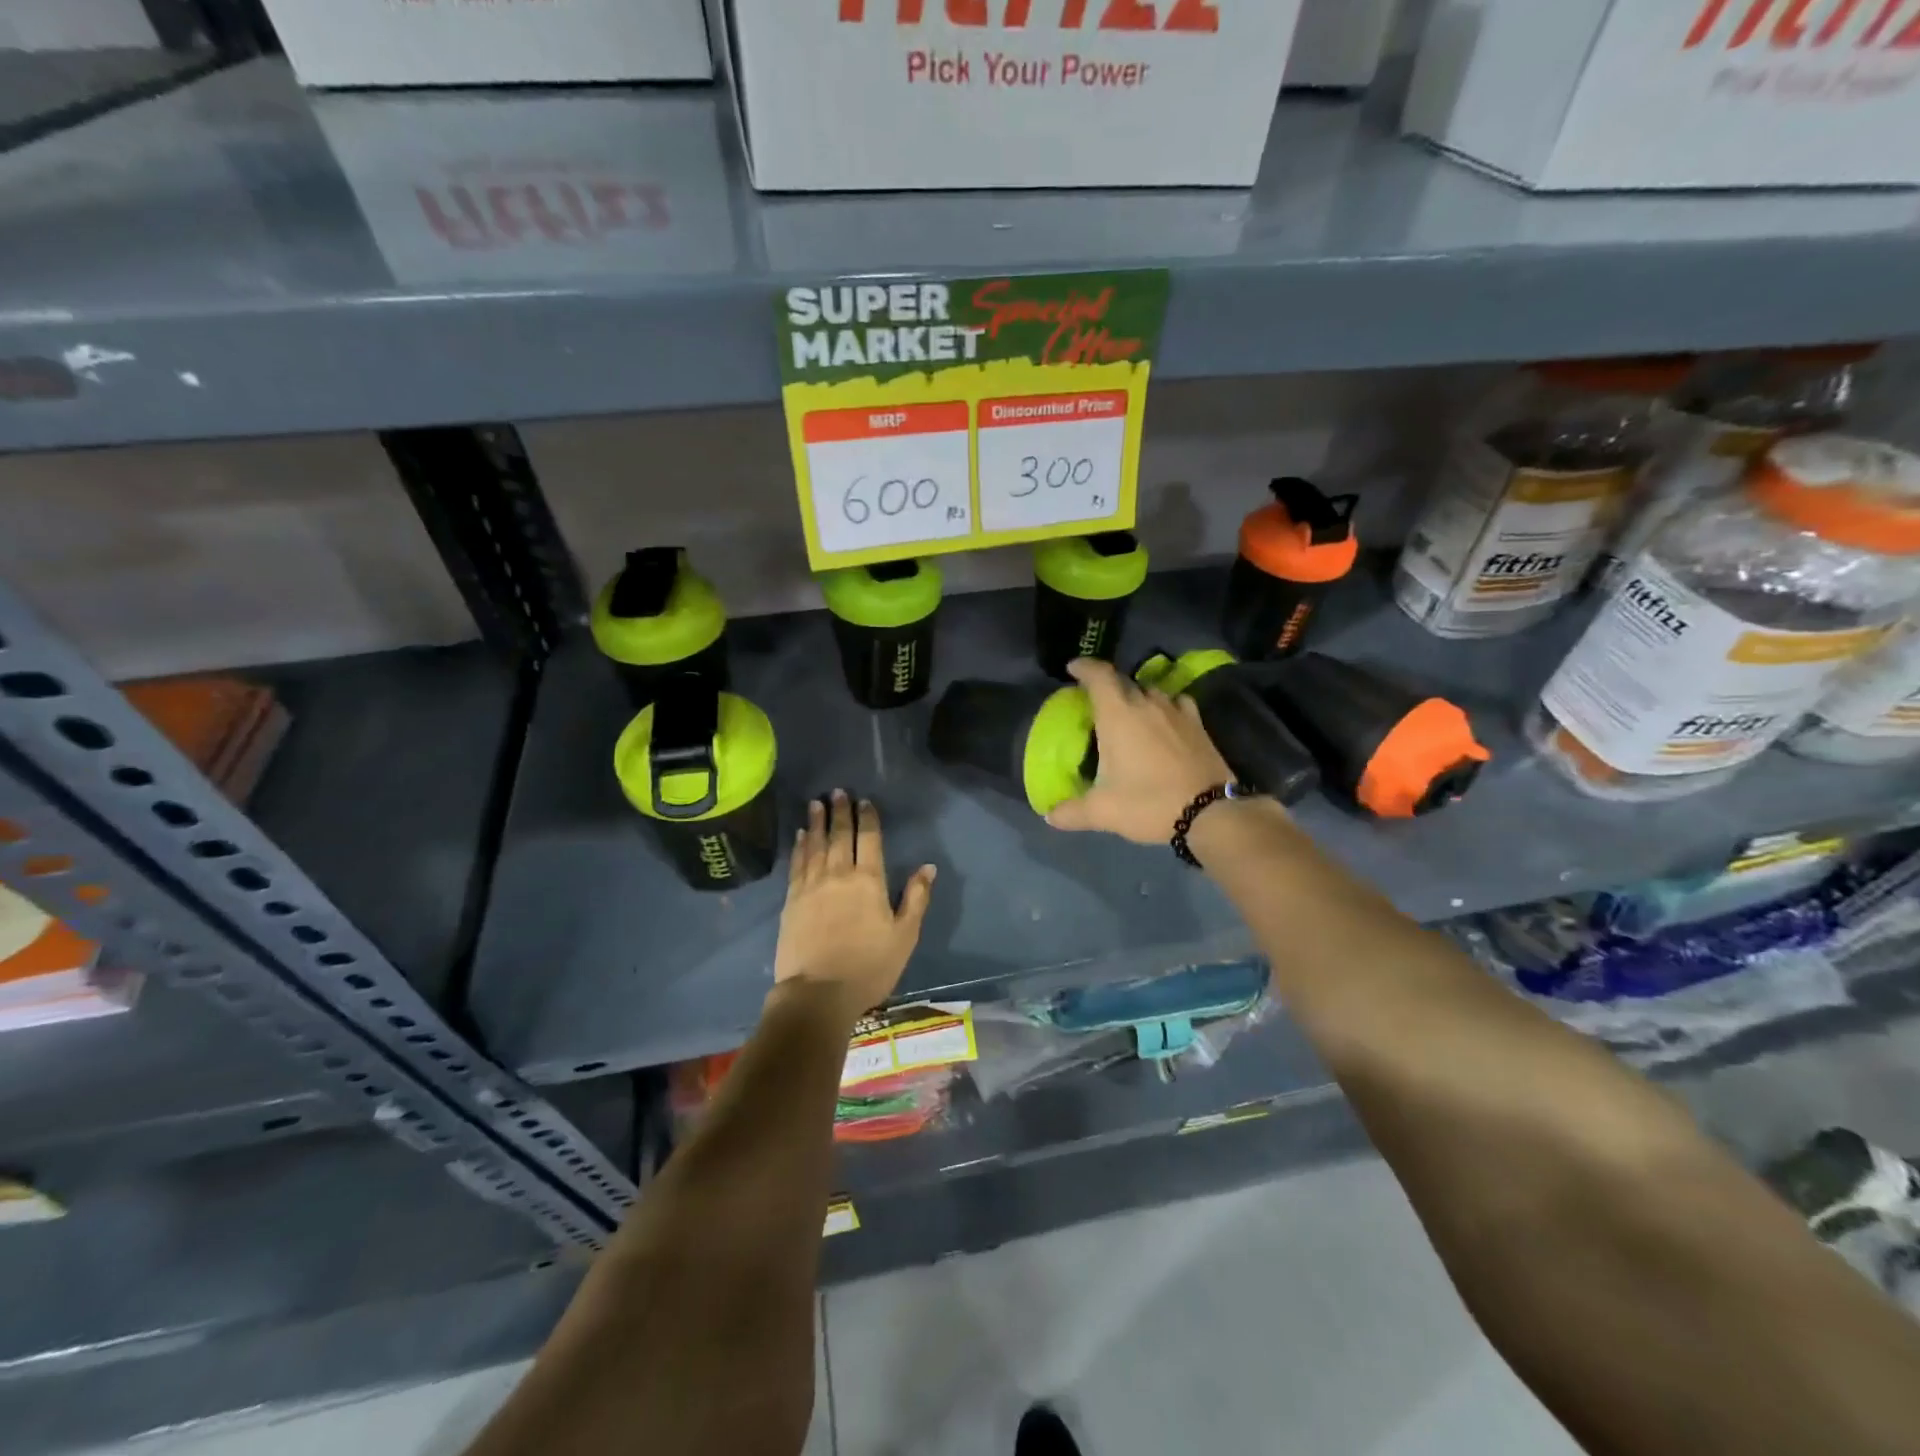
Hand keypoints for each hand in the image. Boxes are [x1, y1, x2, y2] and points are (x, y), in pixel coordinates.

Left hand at [774, 789, 936, 1021]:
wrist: (818, 993)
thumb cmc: (869, 967)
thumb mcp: (904, 936)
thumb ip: (916, 898)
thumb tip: (927, 867)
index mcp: (869, 881)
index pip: (868, 839)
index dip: (867, 818)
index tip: (864, 801)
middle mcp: (839, 874)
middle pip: (839, 835)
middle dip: (839, 812)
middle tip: (837, 792)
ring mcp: (811, 885)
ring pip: (815, 845)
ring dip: (816, 822)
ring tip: (816, 803)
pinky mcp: (791, 900)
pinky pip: (797, 864)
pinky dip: (799, 846)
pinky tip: (800, 836)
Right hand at [1044, 658, 1234, 844]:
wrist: (1211, 813)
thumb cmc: (1149, 803)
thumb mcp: (1103, 812)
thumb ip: (1072, 812)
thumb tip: (1050, 816)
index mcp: (1118, 715)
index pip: (1099, 676)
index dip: (1084, 667)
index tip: (1073, 668)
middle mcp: (1147, 704)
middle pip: (1123, 682)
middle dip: (1107, 686)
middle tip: (1095, 702)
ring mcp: (1176, 711)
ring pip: (1151, 691)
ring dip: (1136, 697)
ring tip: (1129, 714)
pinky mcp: (1198, 724)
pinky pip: (1176, 704)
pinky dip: (1164, 707)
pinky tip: (1164, 722)